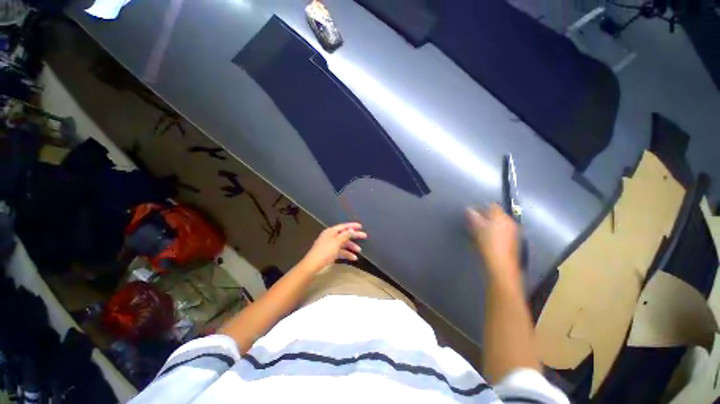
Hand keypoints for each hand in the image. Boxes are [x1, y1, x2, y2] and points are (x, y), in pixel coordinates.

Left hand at [299, 222, 367, 271]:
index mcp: (331, 231)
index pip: (344, 226)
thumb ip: (345, 235)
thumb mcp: (337, 242)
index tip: (361, 226)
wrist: (313, 265)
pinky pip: (341, 251)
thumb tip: (352, 230)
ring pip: (343, 244)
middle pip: (345, 235)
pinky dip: (347, 254)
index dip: (352, 226)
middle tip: (364, 237)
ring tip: (359, 251)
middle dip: (354, 236)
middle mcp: (331, 236)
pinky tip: (353, 258)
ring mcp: (330, 245)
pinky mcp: (330, 253)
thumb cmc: (325, 251)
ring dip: (351, 247)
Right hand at [467, 204, 518, 275]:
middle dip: (485, 216)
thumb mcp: (476, 228)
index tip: (473, 213)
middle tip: (475, 222)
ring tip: (481, 230)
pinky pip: (503, 229)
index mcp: (500, 216)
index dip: (481, 207)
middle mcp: (509, 220)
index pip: (492, 205)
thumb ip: (473, 216)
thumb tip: (469, 208)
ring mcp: (513, 230)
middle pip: (496, 213)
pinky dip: (496, 230)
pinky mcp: (514, 239)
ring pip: (499, 222)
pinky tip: (489, 237)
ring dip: (491, 224)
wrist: (500, 263)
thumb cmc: (487, 243)